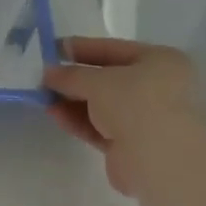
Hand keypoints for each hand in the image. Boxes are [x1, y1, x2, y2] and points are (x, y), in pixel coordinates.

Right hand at [44, 37, 203, 195]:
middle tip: (44, 78)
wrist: (158, 157)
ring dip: (73, 101)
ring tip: (43, 98)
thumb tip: (48, 74)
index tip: (53, 49)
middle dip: (75, 79)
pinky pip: (100, 128)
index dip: (82, 48)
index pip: (114, 49)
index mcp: (161, 61)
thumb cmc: (136, 102)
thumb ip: (71, 75)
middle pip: (107, 79)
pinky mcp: (130, 146)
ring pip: (102, 106)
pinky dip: (79, 121)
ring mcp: (145, 118)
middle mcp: (157, 87)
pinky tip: (55, 115)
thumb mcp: (98, 81)